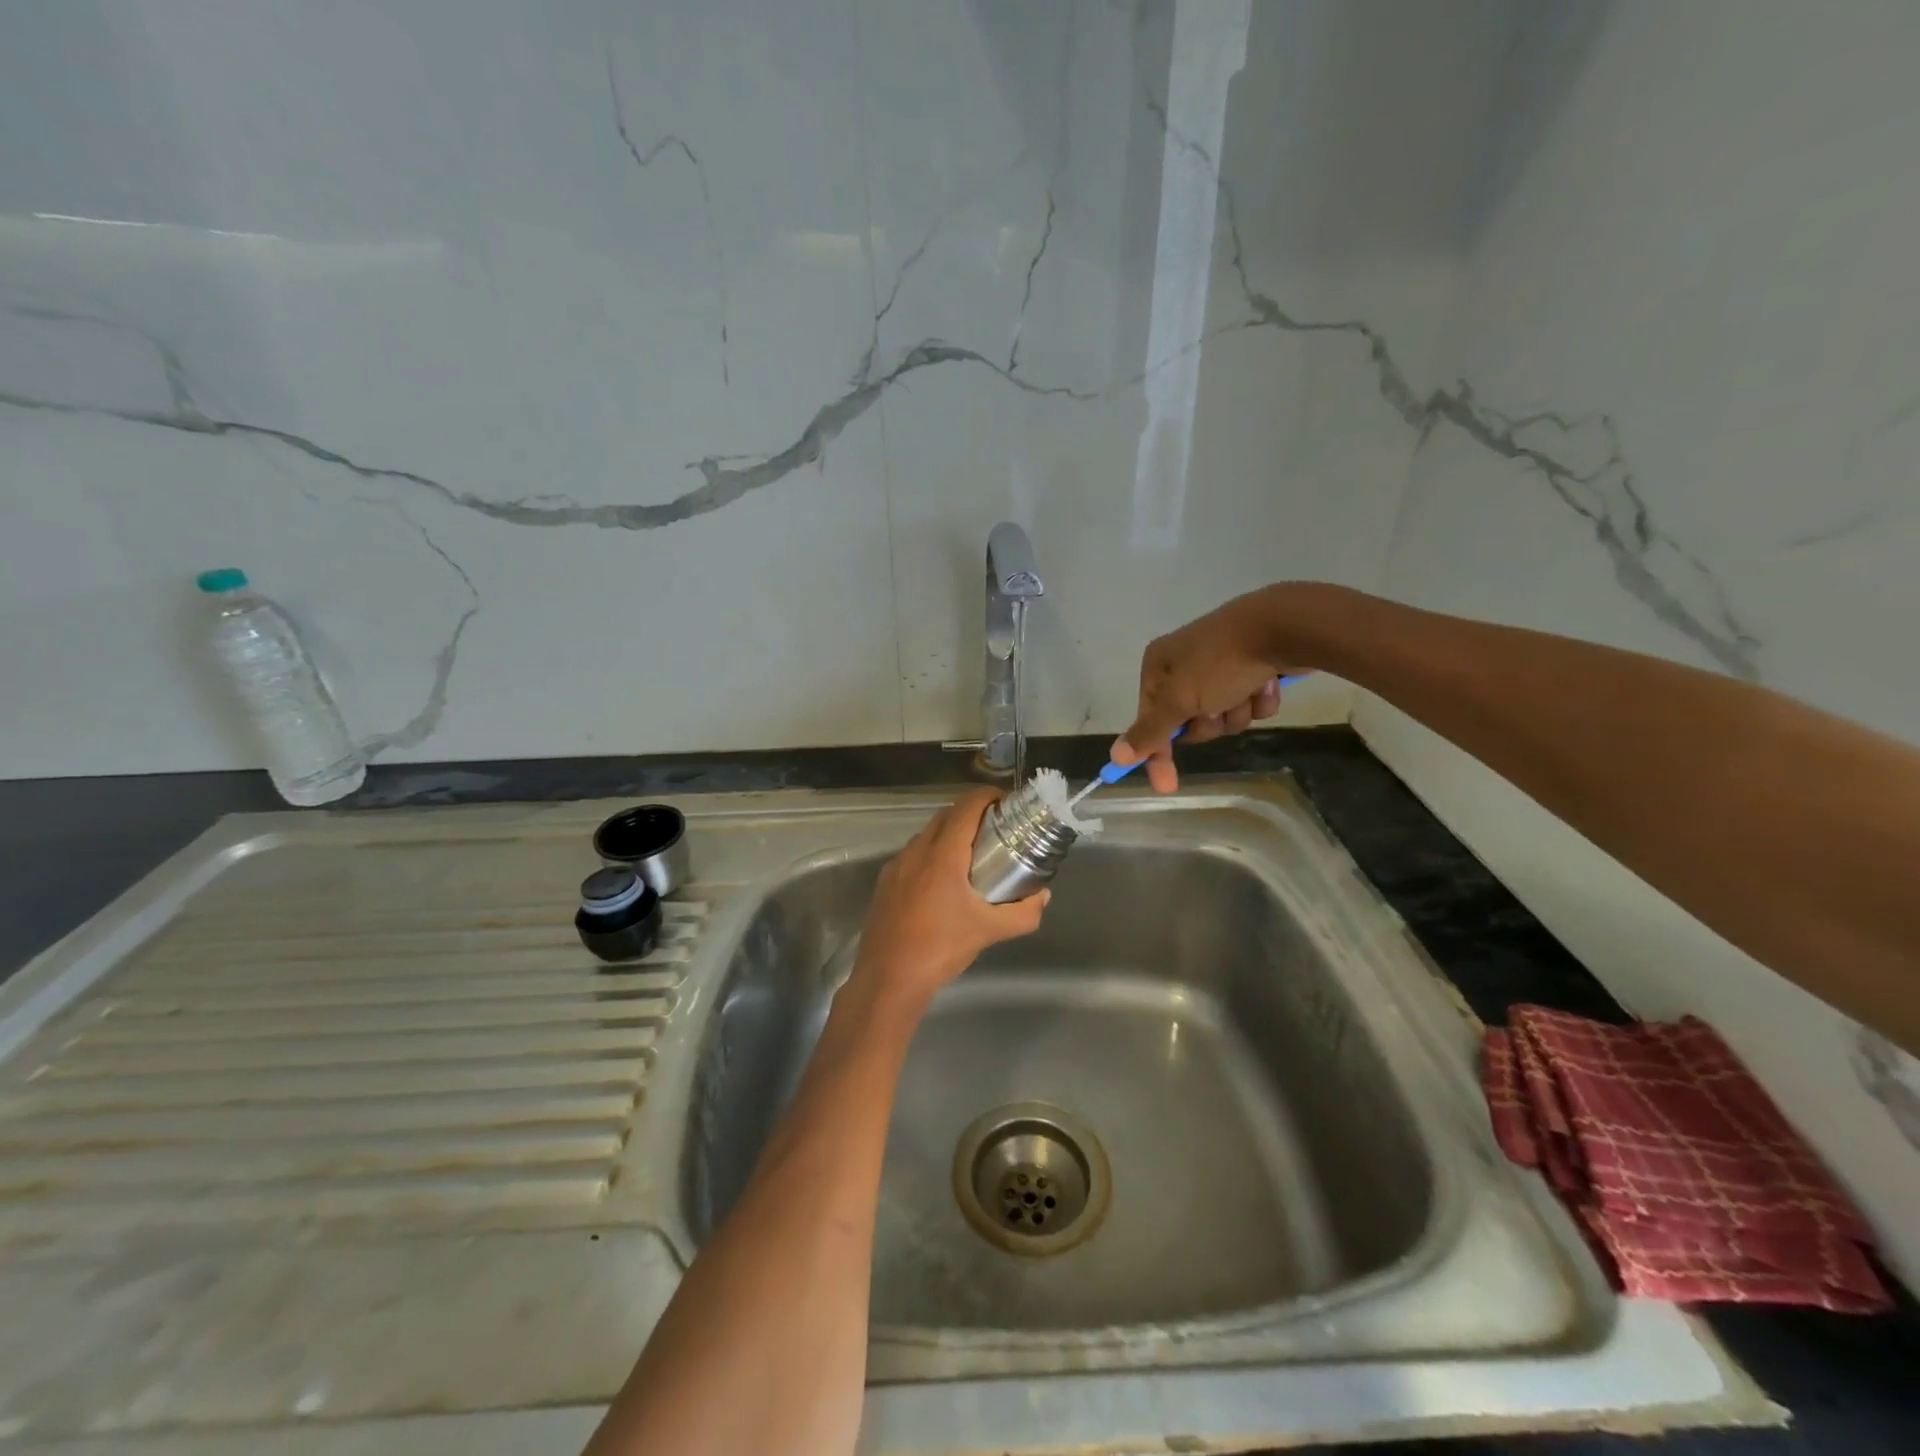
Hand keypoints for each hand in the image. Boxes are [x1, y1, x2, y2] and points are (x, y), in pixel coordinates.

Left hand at [850, 789, 1048, 1008]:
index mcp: (942, 854)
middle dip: (972, 814)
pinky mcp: (885, 882)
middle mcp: (917, 851)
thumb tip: (1042, 897)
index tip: (1006, 804)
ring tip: (973, 855)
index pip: (966, 807)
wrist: (888, 978)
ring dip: (950, 834)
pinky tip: (943, 883)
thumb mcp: (989, 931)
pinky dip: (932, 854)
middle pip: (946, 815)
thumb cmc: (940, 948)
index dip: (987, 797)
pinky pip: (913, 856)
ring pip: (927, 835)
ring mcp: (897, 865)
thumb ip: (1023, 913)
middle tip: (996, 829)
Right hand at [1113, 587, 1309, 791]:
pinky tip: (1266, 683)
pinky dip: (1258, 699)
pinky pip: (1249, 701)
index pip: (1149, 719)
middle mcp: (1184, 663)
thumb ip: (1149, 732)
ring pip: (1223, 714)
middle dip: (1208, 723)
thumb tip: (1116, 756)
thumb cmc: (1219, 663)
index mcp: (1159, 666)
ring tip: (1246, 691)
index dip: (1156, 752)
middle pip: (1188, 720)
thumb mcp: (1178, 701)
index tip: (1166, 785)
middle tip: (1217, 709)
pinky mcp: (1251, 666)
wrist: (1282, 627)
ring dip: (1236, 712)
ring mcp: (1220, 664)